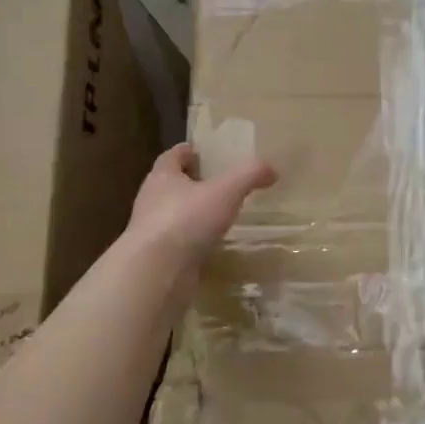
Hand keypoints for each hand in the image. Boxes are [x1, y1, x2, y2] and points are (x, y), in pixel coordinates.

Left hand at [126, 142, 276, 267]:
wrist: (156, 272)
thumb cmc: (187, 220)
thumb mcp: (226, 191)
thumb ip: (249, 175)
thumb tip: (272, 169)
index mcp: (162, 177)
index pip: (172, 156)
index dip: (188, 151)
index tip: (203, 152)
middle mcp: (152, 200)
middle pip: (171, 184)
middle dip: (191, 182)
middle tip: (218, 182)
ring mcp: (152, 231)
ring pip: (174, 214)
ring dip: (192, 212)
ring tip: (219, 214)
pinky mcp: (158, 257)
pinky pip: (179, 242)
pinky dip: (193, 239)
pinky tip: (211, 243)